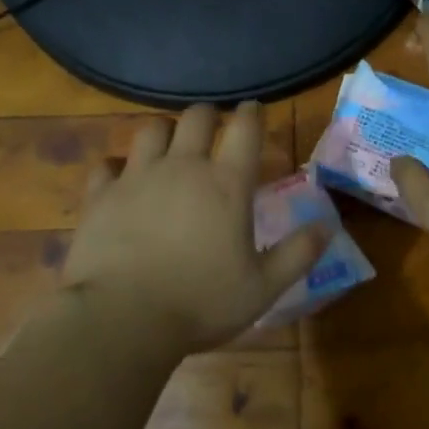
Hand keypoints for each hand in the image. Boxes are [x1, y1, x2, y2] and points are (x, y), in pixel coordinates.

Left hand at [62, 101, 328, 355]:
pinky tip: (120, 179)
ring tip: (169, 146)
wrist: (122, 320)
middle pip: (196, 117)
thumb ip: (298, 253)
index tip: (254, 109)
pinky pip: (107, 165)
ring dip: (165, 132)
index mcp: (227, 184)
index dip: (252, 113)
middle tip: (213, 128)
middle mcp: (183, 167)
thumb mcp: (262, 287)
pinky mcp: (101, 195)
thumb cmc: (200, 304)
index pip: (245, 129)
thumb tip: (327, 225)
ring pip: (151, 129)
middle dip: (208, 115)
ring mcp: (137, 177)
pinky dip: (116, 167)